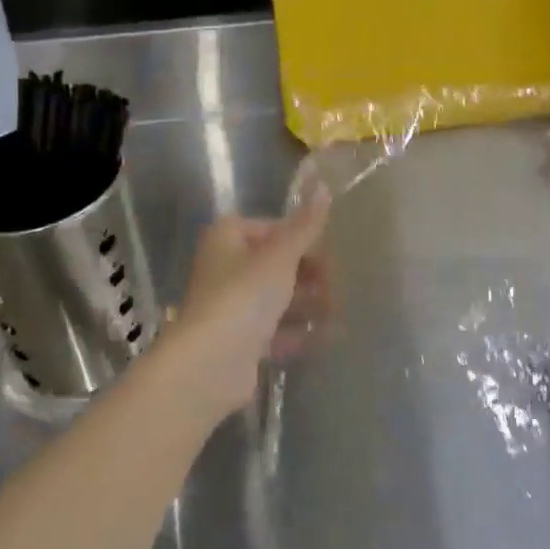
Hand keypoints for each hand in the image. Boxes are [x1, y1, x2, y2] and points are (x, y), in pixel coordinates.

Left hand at [165, 186, 332, 417]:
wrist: (210, 363)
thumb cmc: (244, 295)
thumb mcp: (281, 255)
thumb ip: (305, 225)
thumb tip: (323, 185)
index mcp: (227, 238)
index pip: (272, 228)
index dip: (303, 239)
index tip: (331, 255)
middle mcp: (225, 267)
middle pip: (275, 264)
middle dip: (310, 275)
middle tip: (339, 287)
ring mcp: (230, 306)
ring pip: (276, 298)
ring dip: (308, 304)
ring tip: (338, 312)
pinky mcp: (238, 341)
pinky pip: (274, 330)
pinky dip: (298, 332)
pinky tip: (326, 337)